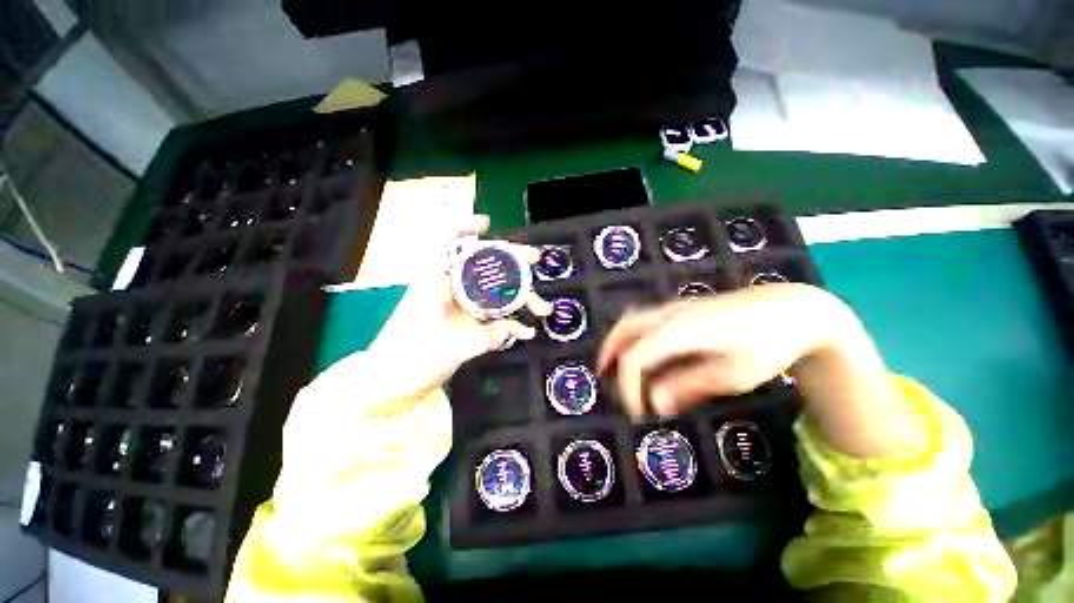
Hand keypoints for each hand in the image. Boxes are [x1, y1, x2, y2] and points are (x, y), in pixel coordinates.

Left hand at [362, 214, 551, 400]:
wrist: (391, 387)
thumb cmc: (408, 362)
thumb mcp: (447, 351)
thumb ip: (484, 338)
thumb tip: (520, 328)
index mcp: (435, 284)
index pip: (444, 244)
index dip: (463, 227)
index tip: (487, 224)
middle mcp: (449, 290)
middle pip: (481, 264)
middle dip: (510, 260)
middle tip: (535, 260)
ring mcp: (460, 308)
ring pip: (492, 291)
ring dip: (517, 296)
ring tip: (542, 308)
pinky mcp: (466, 324)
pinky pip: (492, 316)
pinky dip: (509, 322)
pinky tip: (524, 331)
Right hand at [597, 283, 914, 457]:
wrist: (792, 309)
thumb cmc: (767, 346)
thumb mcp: (731, 374)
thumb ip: (687, 386)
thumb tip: (655, 402)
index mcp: (679, 331)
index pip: (635, 356)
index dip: (628, 386)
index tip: (638, 412)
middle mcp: (669, 314)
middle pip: (624, 329)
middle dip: (609, 353)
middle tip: (604, 376)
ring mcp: (675, 307)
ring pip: (632, 320)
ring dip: (619, 342)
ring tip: (618, 365)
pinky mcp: (683, 308)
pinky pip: (646, 319)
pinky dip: (634, 336)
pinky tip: (644, 352)